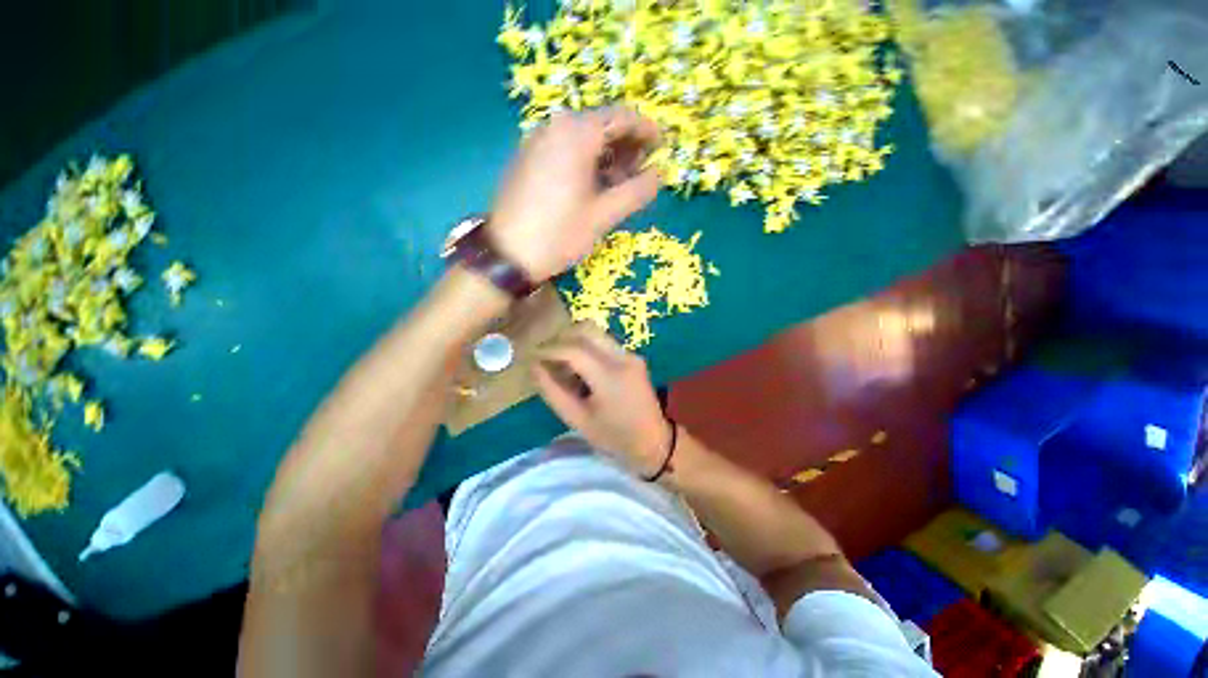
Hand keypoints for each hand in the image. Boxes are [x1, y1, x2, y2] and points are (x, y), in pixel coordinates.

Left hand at [490, 108, 660, 281]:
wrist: (507, 254)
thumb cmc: (559, 234)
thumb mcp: (603, 215)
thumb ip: (636, 192)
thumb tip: (660, 176)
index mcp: (576, 133)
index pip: (622, 117)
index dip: (646, 131)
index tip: (662, 148)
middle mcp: (555, 126)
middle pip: (601, 125)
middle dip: (627, 146)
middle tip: (642, 172)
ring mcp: (537, 141)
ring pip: (582, 139)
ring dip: (607, 156)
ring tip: (620, 184)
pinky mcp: (527, 158)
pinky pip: (564, 149)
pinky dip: (585, 161)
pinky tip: (592, 186)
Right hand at [534, 323, 671, 476]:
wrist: (654, 442)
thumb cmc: (613, 437)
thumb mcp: (577, 419)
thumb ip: (553, 391)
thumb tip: (534, 367)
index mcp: (610, 376)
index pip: (574, 349)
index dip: (550, 349)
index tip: (533, 355)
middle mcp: (623, 358)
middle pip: (586, 330)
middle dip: (562, 338)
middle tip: (547, 357)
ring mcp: (631, 355)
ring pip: (596, 334)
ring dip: (575, 342)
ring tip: (563, 366)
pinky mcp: (634, 357)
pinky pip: (605, 343)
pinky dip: (587, 349)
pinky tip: (581, 370)